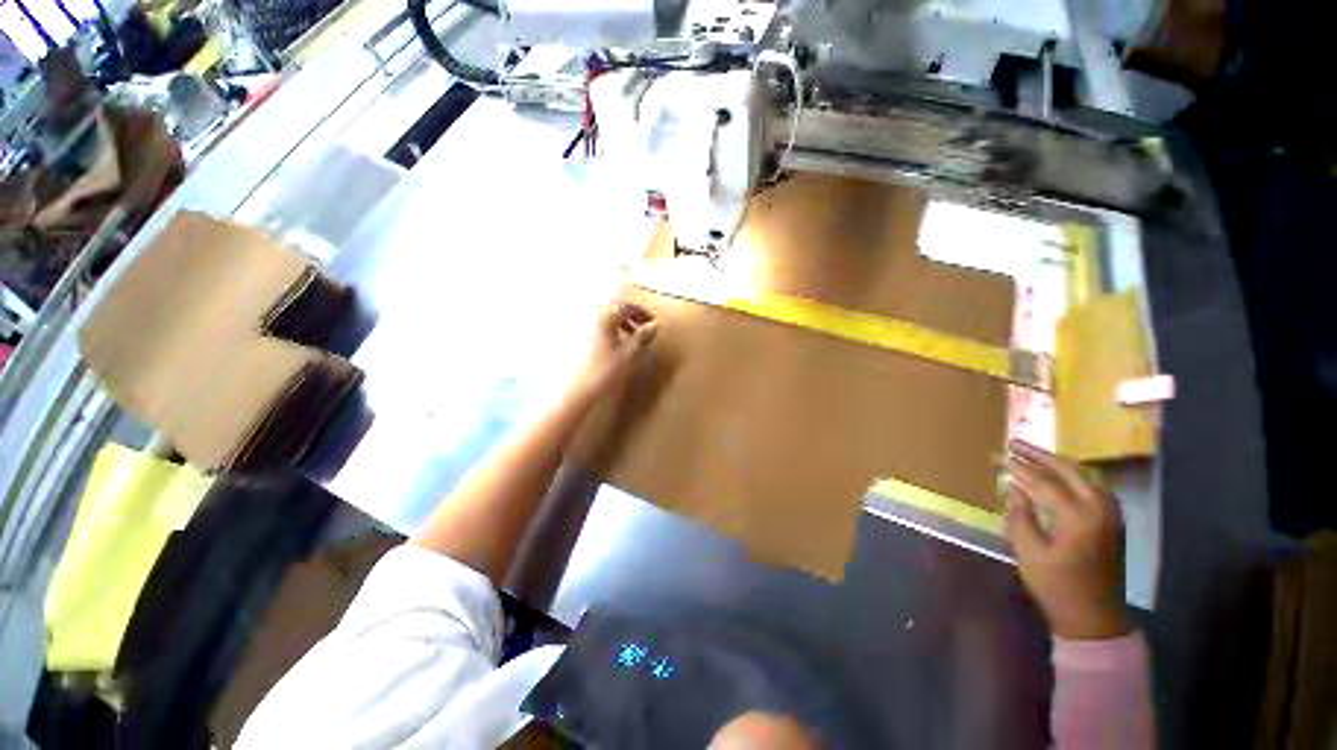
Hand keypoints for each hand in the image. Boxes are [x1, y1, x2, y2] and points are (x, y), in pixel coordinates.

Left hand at [571, 302, 658, 400]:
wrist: (580, 389)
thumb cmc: (606, 370)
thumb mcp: (630, 353)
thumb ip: (643, 336)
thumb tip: (655, 324)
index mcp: (605, 317)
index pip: (627, 306)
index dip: (642, 312)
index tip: (652, 322)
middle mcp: (593, 317)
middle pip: (615, 309)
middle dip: (631, 315)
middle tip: (643, 326)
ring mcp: (584, 327)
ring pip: (607, 317)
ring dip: (621, 322)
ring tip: (631, 336)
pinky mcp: (580, 338)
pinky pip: (599, 325)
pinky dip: (611, 328)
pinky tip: (616, 343)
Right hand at [1005, 440, 1128, 640]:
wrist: (1095, 615)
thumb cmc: (1056, 585)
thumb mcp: (1028, 552)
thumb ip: (1020, 515)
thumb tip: (1014, 488)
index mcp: (1077, 517)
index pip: (1043, 482)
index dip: (1018, 468)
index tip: (998, 456)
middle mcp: (1099, 508)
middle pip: (1068, 470)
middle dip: (1039, 454)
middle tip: (1013, 442)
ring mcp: (1110, 513)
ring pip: (1082, 475)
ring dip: (1054, 463)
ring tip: (1030, 454)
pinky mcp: (1112, 520)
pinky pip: (1089, 486)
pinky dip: (1069, 476)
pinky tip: (1054, 475)